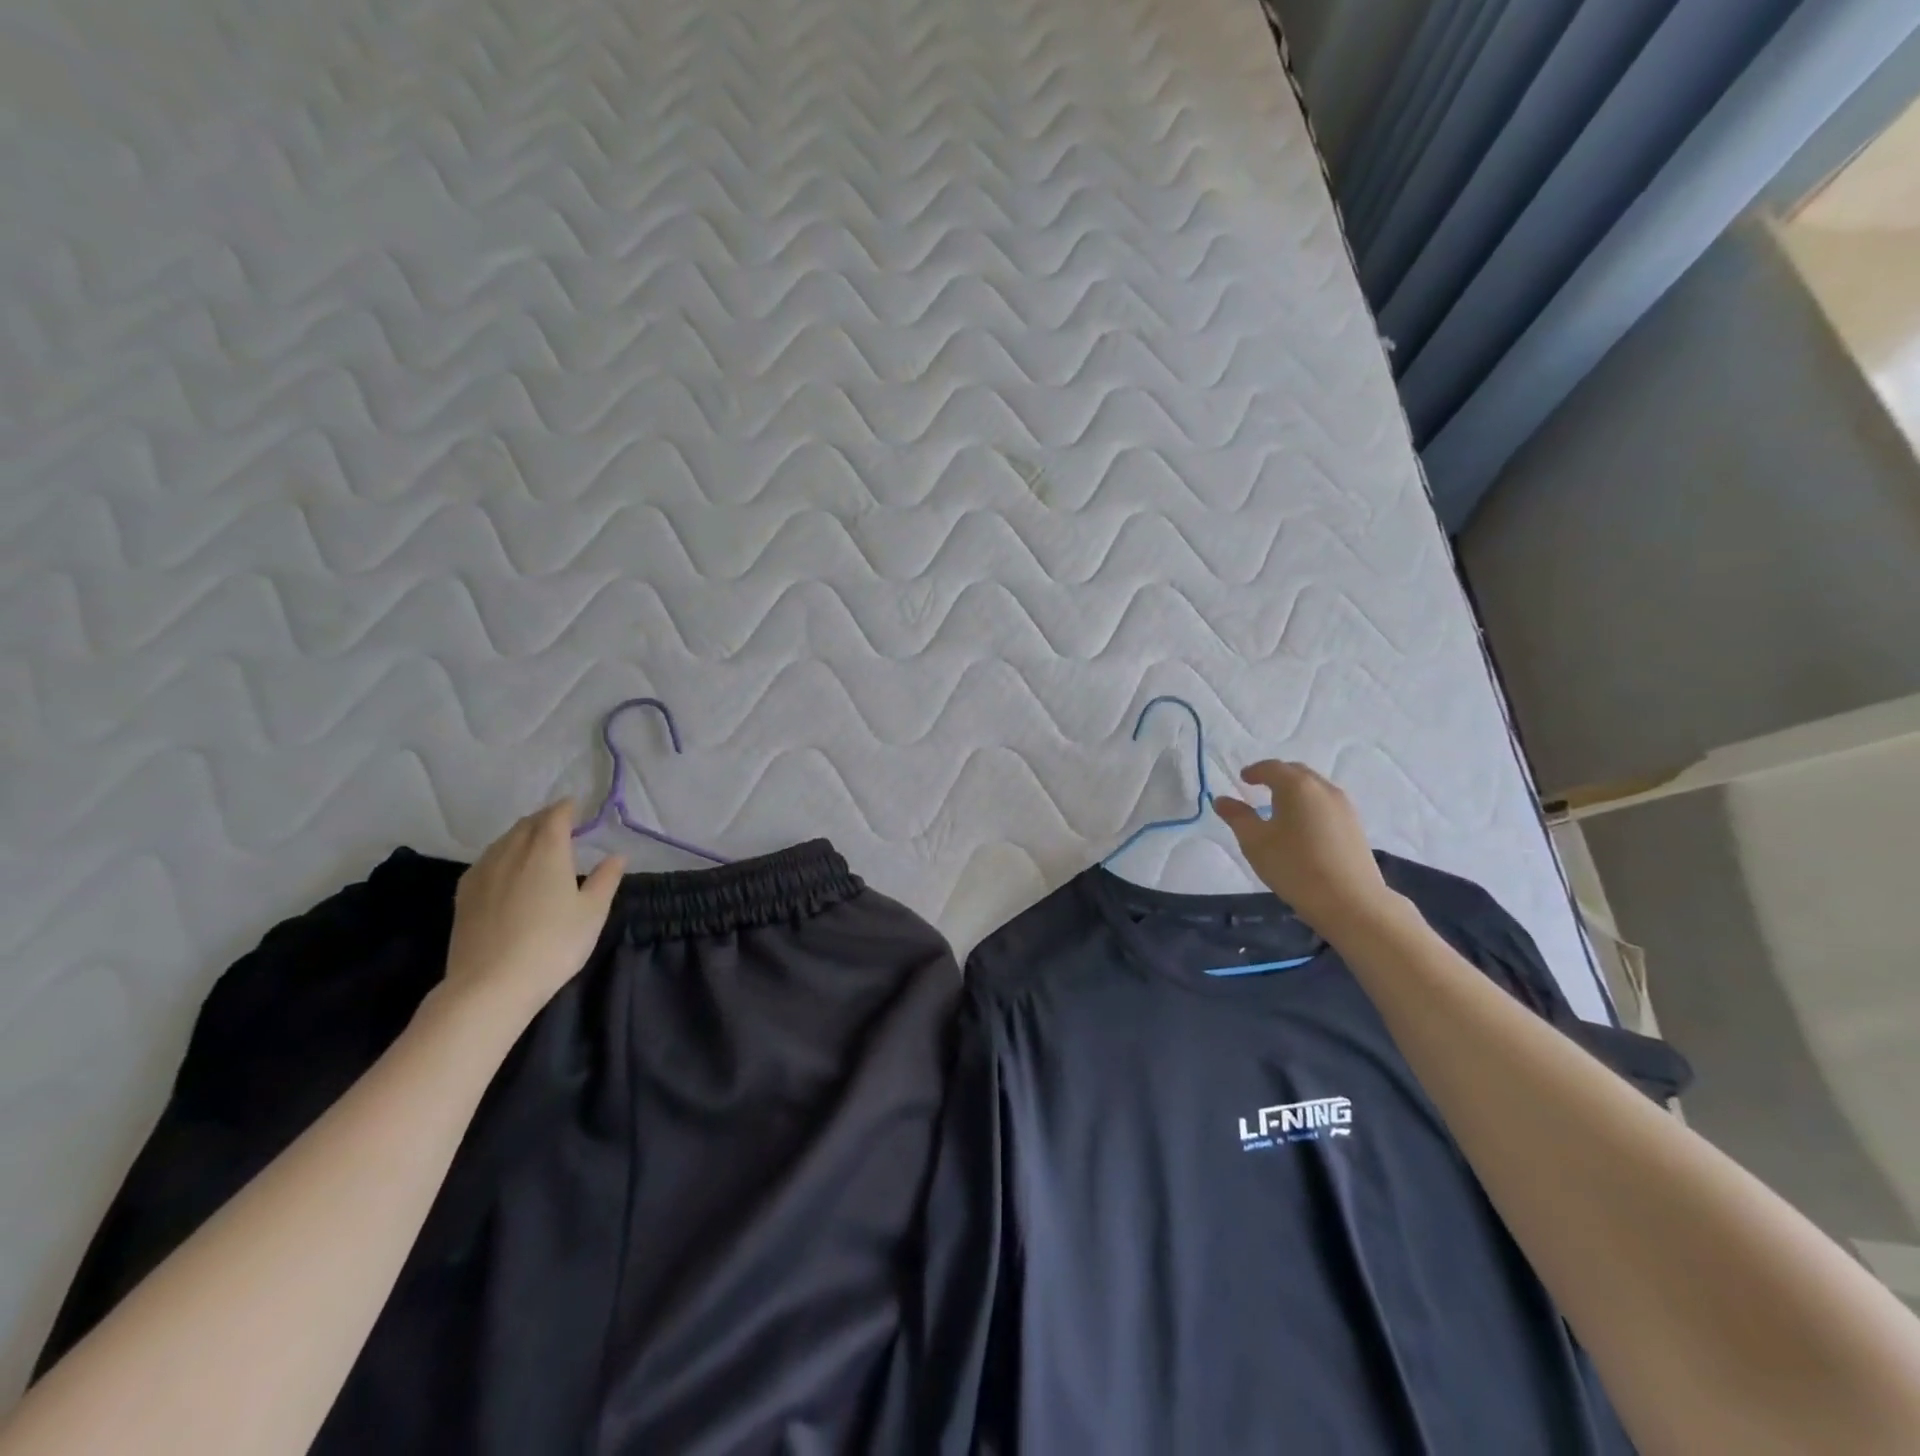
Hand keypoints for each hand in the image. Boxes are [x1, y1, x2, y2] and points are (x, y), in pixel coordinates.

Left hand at [441, 801, 624, 1025]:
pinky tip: (505, 870)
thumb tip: (616, 855)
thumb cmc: (553, 944)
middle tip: (561, 824)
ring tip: (535, 844)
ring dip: (521, 835)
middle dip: (544, 819)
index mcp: (546, 851)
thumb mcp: (592, 913)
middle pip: (526, 824)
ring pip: (503, 841)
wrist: (490, 985)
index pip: (555, 817)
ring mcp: (482, 873)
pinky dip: (501, 854)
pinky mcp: (464, 895)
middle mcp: (511, 852)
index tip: (576, 806)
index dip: (567, 808)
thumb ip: (605, 879)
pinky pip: (486, 860)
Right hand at [1213, 761, 1396, 934]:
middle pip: (1296, 772)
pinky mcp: (1355, 825)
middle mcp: (1323, 788)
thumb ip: (1237, 816)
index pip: (1272, 767)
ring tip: (1279, 808)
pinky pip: (1326, 804)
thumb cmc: (1294, 866)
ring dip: (1295, 791)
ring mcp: (1344, 806)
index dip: (1254, 771)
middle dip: (1276, 776)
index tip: (1243, 779)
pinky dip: (1309, 805)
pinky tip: (1302, 827)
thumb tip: (1221, 799)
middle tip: (1259, 788)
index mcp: (1297, 786)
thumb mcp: (1255, 841)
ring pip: (1314, 788)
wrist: (1350, 901)